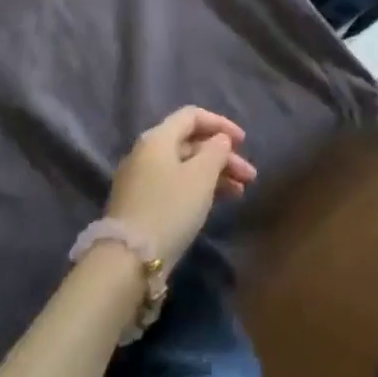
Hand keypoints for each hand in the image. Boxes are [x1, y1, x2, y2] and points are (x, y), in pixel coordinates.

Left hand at [104, 107, 257, 267]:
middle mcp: (146, 152)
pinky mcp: (140, 205)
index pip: (192, 116)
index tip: (244, 142)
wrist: (127, 261)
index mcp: (158, 137)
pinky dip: (197, 189)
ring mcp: (140, 180)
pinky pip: (175, 185)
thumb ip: (216, 150)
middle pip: (190, 144)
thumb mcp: (201, 176)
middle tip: (249, 176)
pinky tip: (215, 203)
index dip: (221, 124)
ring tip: (240, 193)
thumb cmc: (170, 208)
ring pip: (184, 167)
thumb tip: (219, 140)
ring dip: (214, 175)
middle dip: (223, 156)